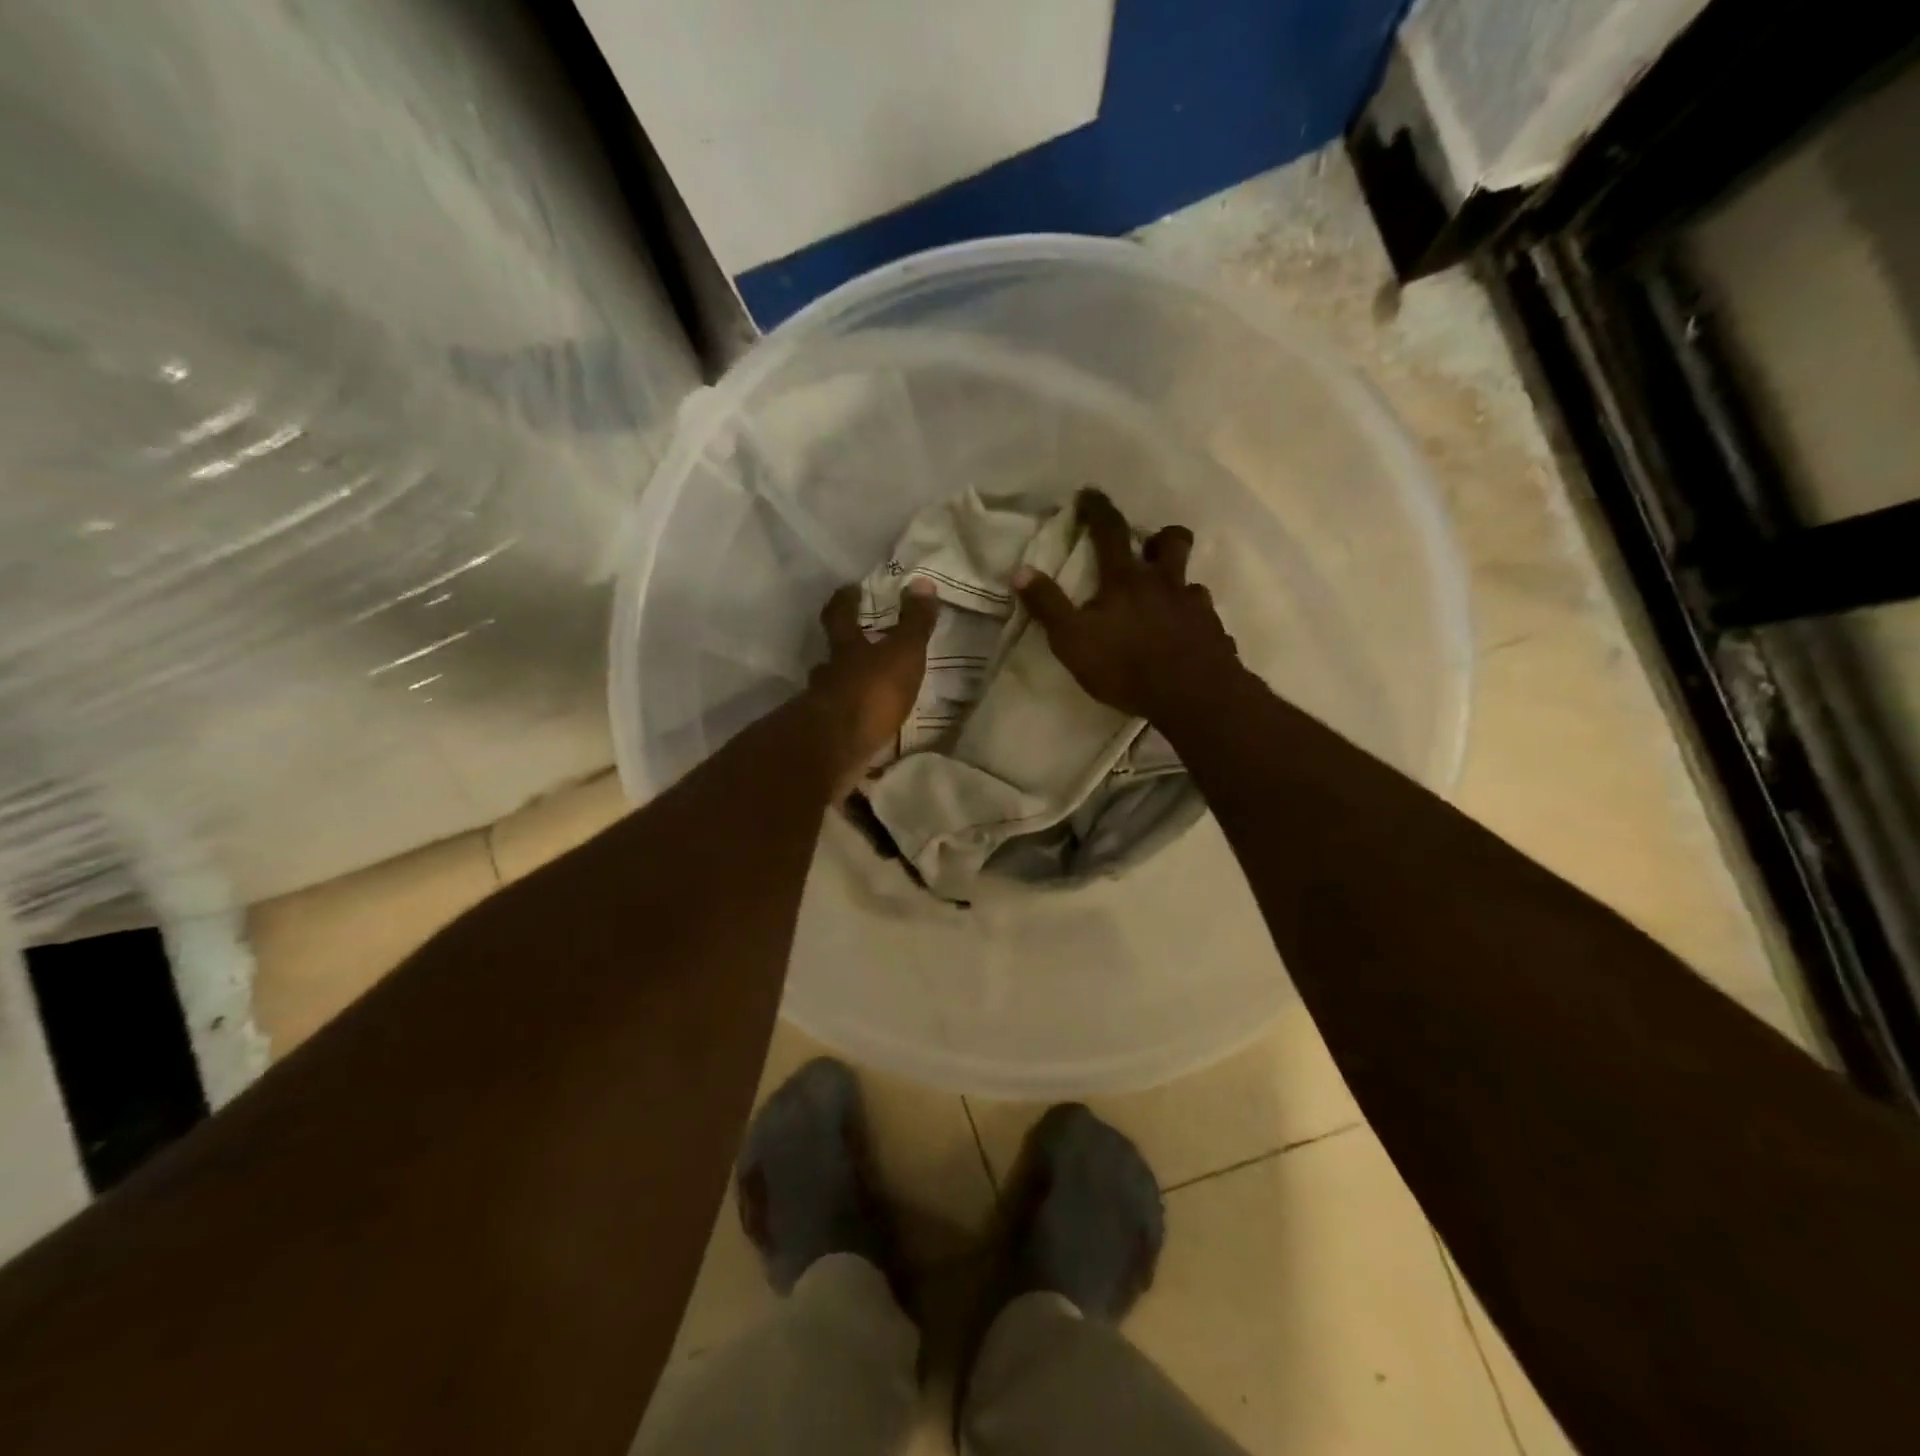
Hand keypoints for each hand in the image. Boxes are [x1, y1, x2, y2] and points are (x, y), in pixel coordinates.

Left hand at [806, 579, 937, 787]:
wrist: (838, 747)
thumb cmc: (872, 691)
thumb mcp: (903, 652)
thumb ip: (914, 623)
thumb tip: (922, 582)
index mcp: (846, 648)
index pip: (840, 615)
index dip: (845, 601)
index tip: (850, 590)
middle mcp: (828, 674)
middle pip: (830, 657)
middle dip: (841, 653)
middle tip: (856, 649)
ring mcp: (822, 707)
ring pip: (830, 691)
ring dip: (844, 691)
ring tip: (863, 695)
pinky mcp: (826, 739)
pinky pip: (838, 725)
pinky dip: (849, 724)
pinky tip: (862, 730)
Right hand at [1015, 488, 1240, 720]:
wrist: (1193, 695)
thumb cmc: (1126, 666)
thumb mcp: (1073, 640)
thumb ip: (1048, 605)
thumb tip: (1020, 570)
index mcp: (1126, 580)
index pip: (1110, 531)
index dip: (1098, 509)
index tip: (1089, 493)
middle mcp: (1165, 583)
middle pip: (1173, 541)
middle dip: (1160, 537)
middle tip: (1148, 549)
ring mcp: (1195, 606)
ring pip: (1192, 582)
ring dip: (1178, 586)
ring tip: (1165, 605)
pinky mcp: (1216, 633)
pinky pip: (1205, 621)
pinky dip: (1194, 625)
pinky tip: (1185, 643)